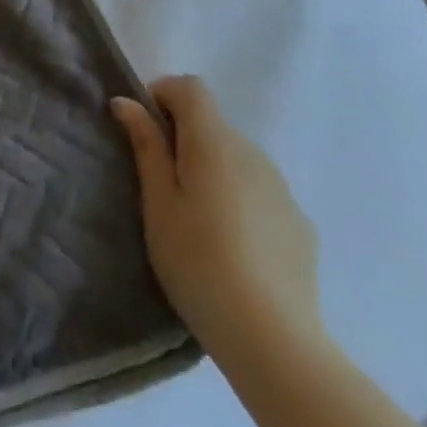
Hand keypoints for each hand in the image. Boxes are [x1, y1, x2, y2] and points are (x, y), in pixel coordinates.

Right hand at [110, 77, 320, 362]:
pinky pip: (258, 191)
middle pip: (212, 123)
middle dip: (182, 138)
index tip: (142, 131)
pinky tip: (231, 247)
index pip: (190, 87)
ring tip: (195, 221)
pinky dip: (238, 198)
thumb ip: (146, 146)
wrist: (274, 340)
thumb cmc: (198, 262)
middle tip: (159, 185)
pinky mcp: (299, 223)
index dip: (162, 96)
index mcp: (214, 142)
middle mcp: (253, 152)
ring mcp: (281, 189)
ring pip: (236, 158)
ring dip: (211, 169)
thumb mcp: (158, 203)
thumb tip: (127, 102)